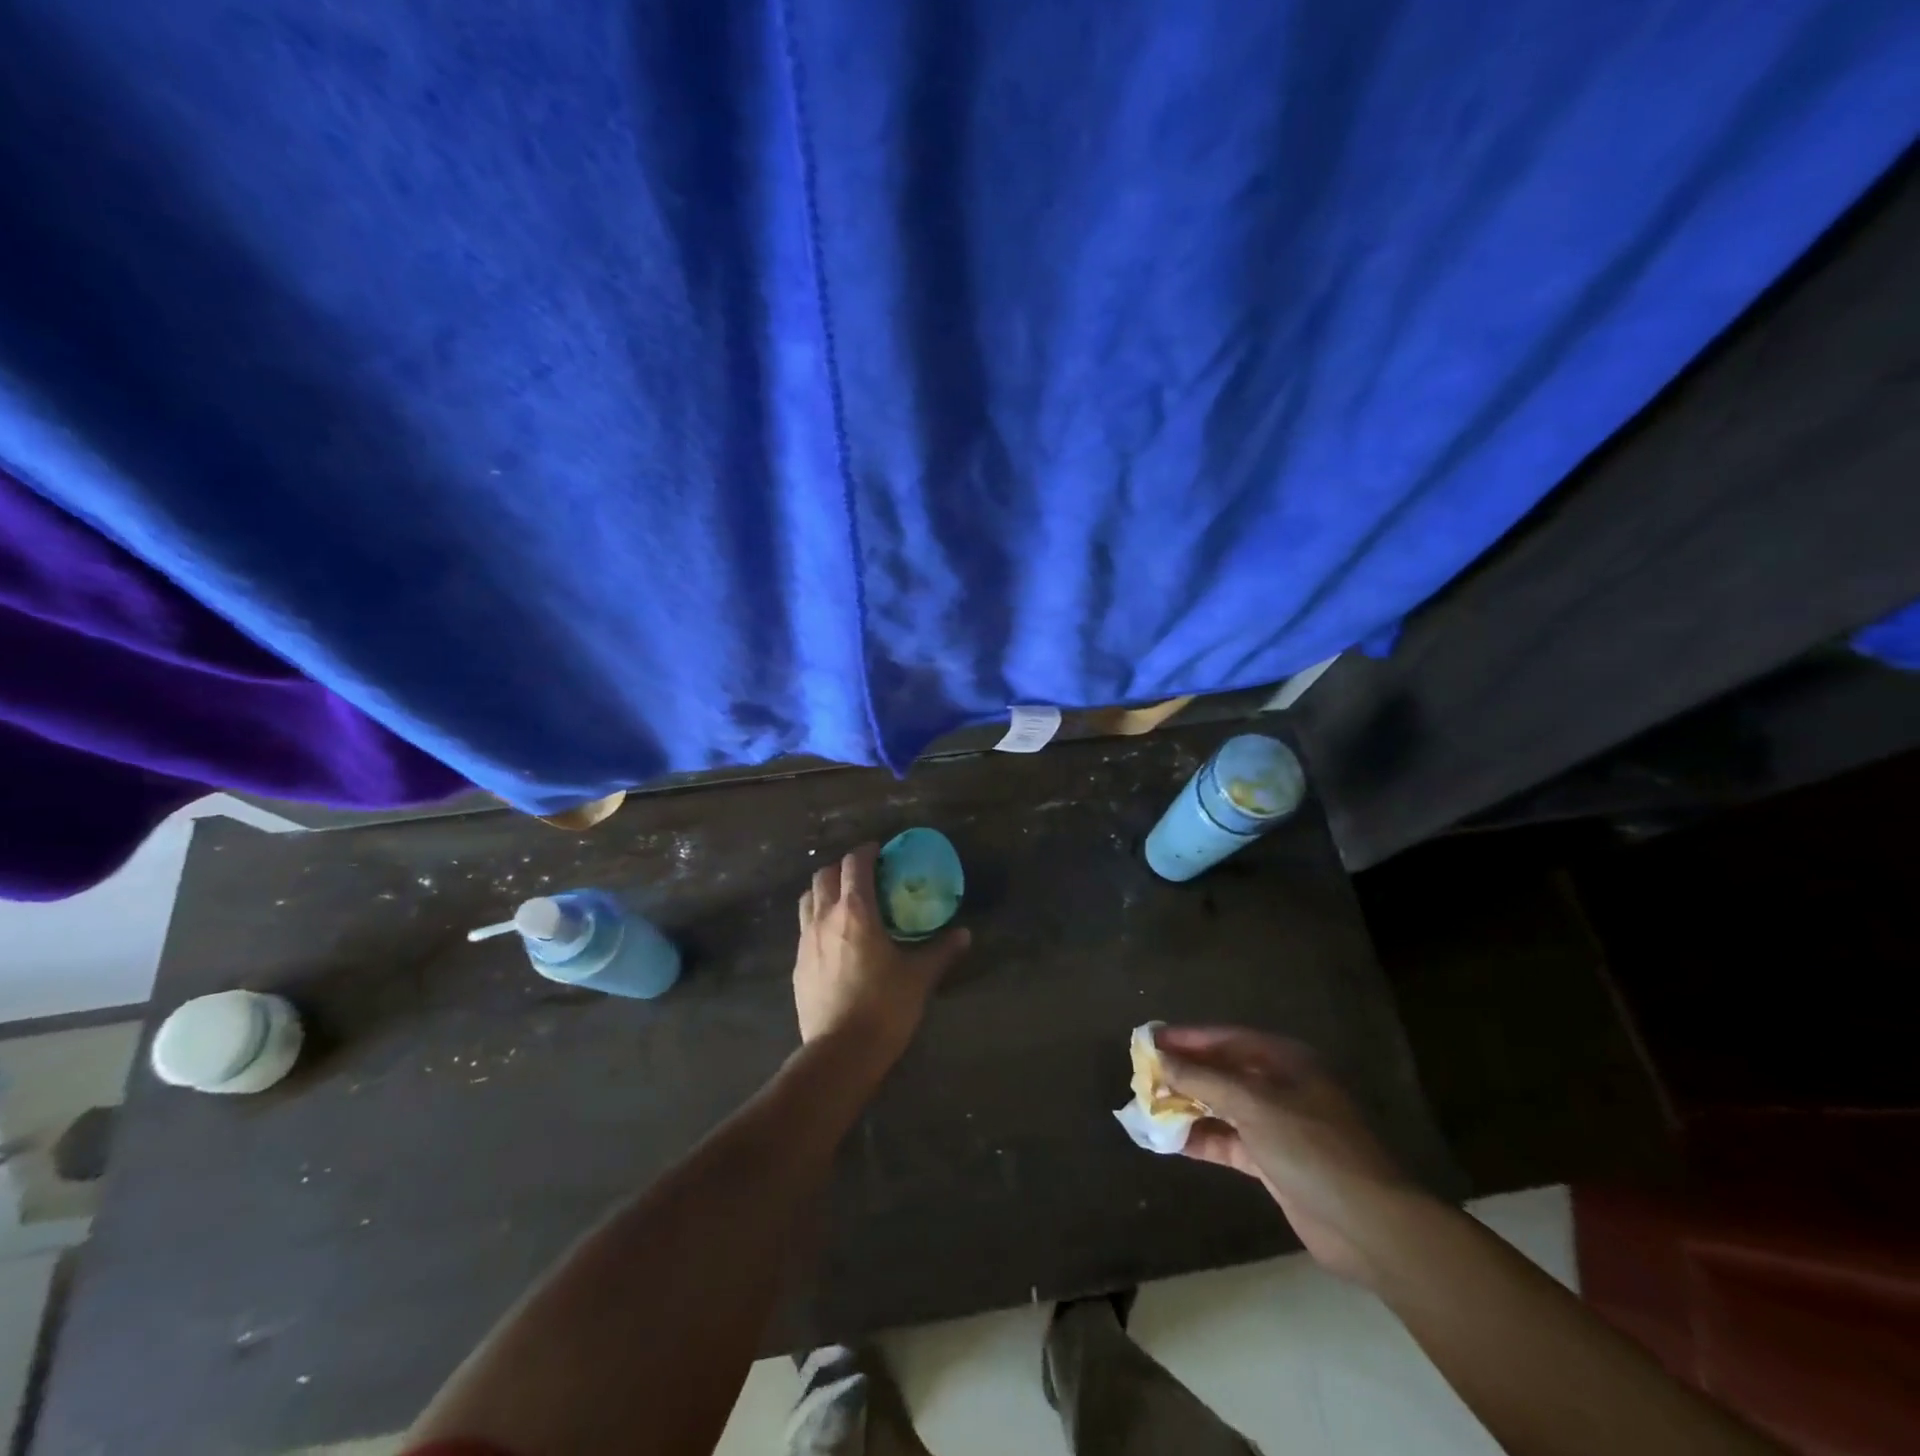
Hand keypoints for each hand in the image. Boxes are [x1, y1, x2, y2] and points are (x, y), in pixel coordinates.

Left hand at [794, 844, 969, 1066]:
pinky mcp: (797, 964)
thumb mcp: (919, 977)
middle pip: (825, 875)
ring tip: (844, 901)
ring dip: (825, 890)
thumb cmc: (884, 1008)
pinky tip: (833, 938)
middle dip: (843, 867)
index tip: (880, 852)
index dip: (867, 852)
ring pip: (808, 898)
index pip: (855, 864)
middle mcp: (825, 917)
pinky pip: (804, 927)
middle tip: (864, 875)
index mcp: (856, 911)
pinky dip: (817, 918)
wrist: (840, 1053)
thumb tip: (965, 934)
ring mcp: (806, 940)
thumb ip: (941, 950)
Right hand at [1157, 1026, 1418, 1283]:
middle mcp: (1281, 1086)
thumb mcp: (1255, 1105)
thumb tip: (1161, 1060)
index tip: (1148, 1039)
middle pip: (1223, 1070)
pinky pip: (1229, 1140)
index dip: (1186, 1038)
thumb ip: (1205, 1080)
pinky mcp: (1274, 1161)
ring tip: (1148, 1105)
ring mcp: (1278, 1125)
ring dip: (1188, 1105)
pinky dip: (1202, 1138)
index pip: (1225, 1038)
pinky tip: (1170, 1140)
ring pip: (1223, 1106)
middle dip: (1184, 1071)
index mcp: (1285, 1060)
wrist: (1369, 1226)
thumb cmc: (1313, 1148)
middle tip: (1142, 1072)